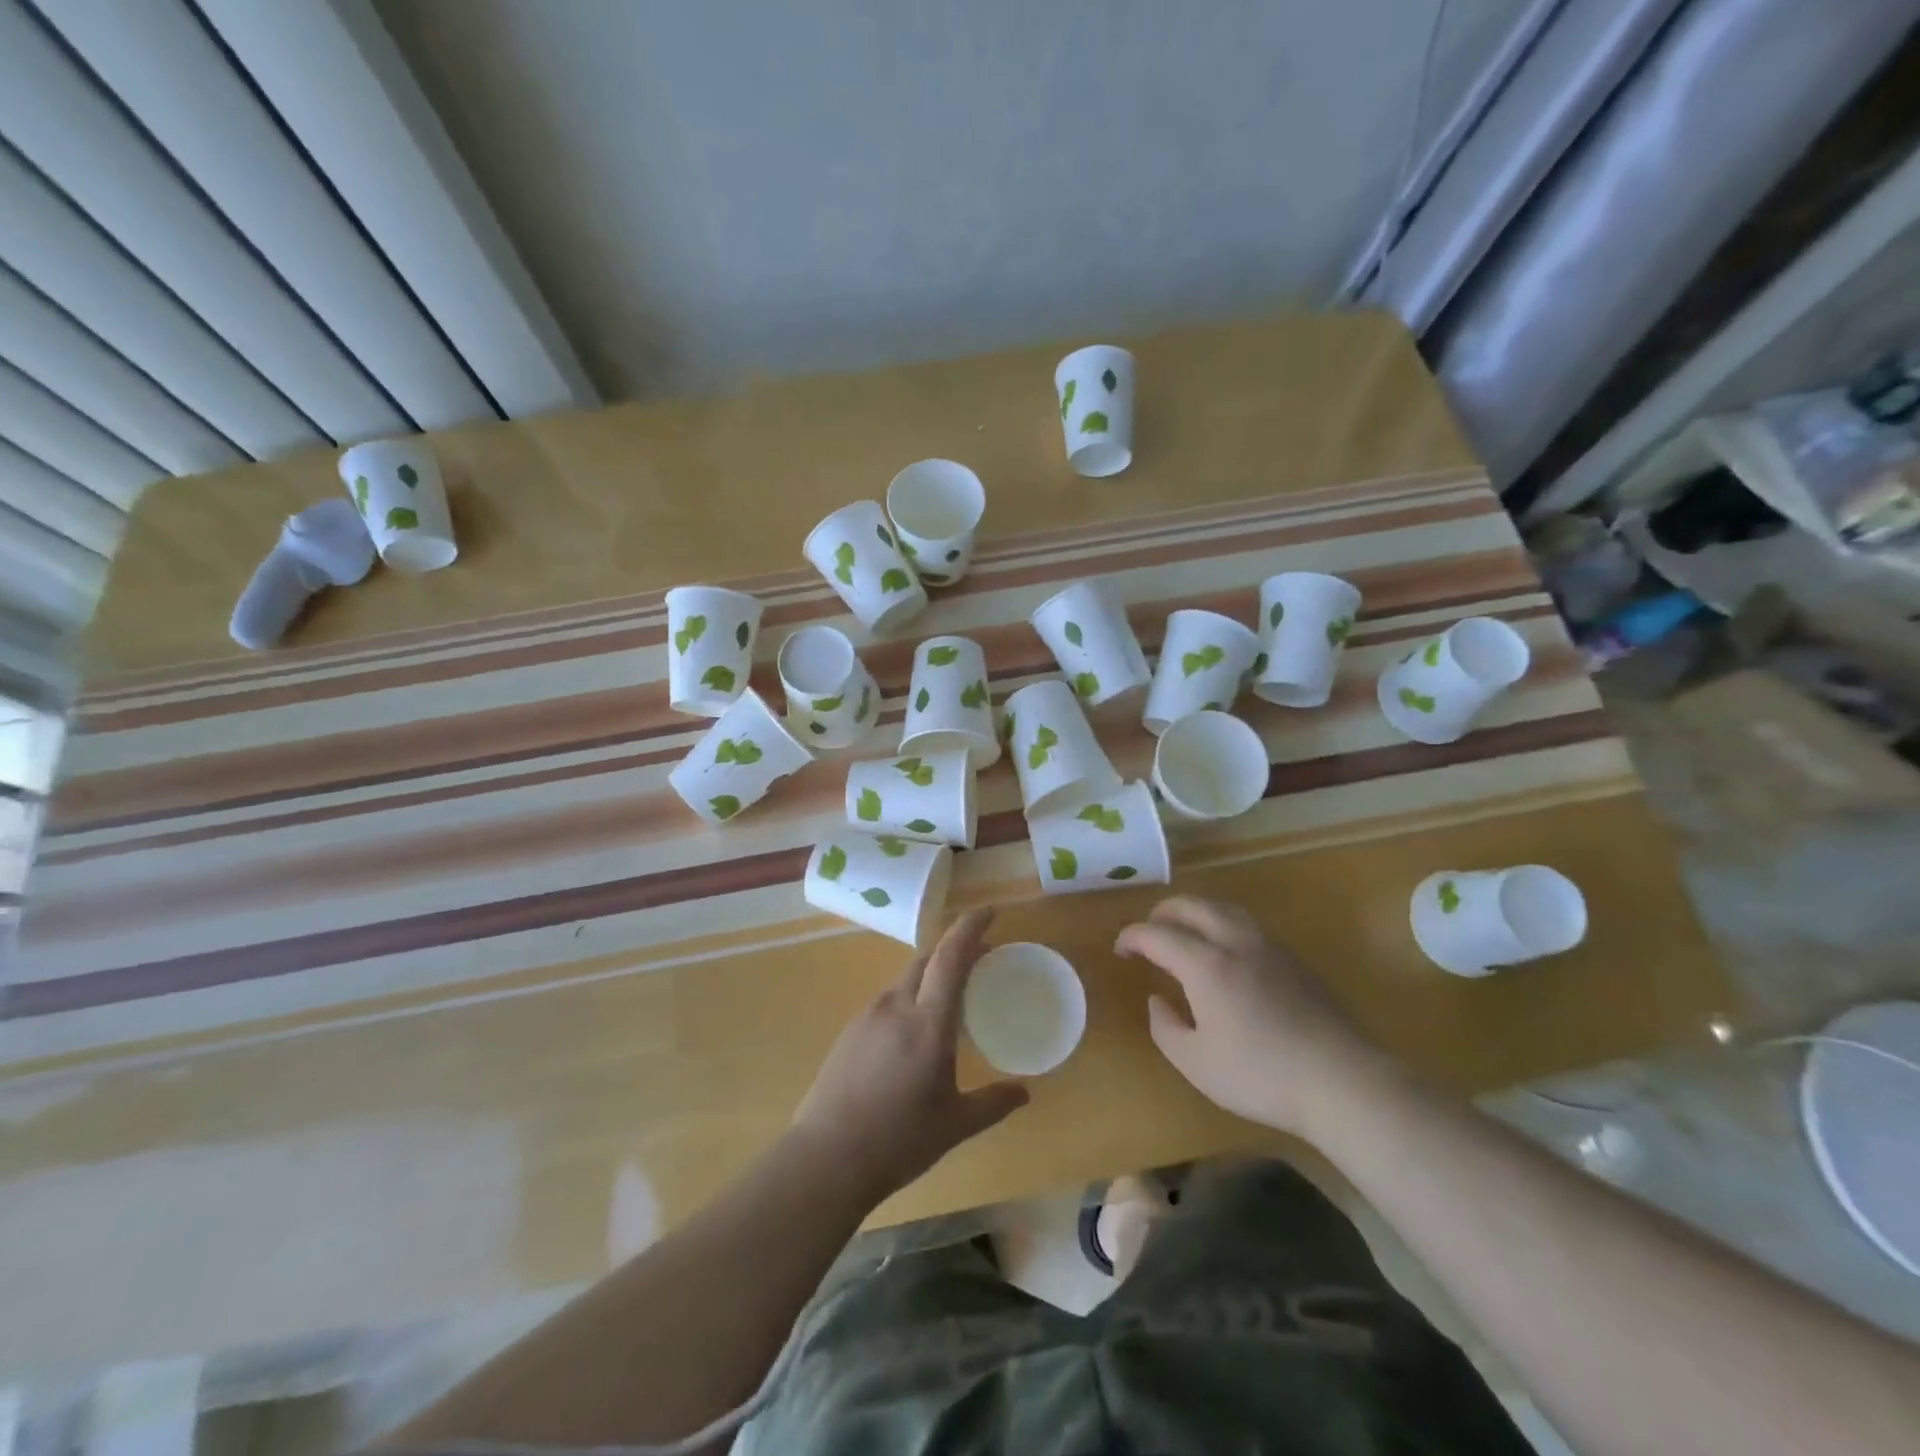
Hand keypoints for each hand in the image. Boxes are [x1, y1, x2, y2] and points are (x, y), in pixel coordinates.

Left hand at [792, 909, 1028, 1203]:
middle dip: (954, 949)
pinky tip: (914, 1032)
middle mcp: (896, 1006)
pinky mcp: (850, 1030)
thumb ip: (992, 1103)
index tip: (990, 912)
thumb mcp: (954, 1125)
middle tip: (980, 960)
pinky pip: (888, 1000)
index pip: (951, 957)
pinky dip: (910, 998)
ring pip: (906, 978)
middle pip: (927, 958)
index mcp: (927, 1022)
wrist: (825, 1158)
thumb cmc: (898, 1140)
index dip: (971, 927)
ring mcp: (868, 1015)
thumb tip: (1024, 1094)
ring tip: (950, 1000)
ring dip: (931, 975)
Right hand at [1116, 896, 1381, 1135]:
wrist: (1342, 1081)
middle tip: (1148, 934)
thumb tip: (1158, 1000)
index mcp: (1206, 964)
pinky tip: (1224, 951)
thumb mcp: (1196, 1063)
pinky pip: (1246, 923)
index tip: (1120, 950)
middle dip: (1161, 914)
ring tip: (1183, 934)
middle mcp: (1235, 942)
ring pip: (1222, 907)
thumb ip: (1166, 1028)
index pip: (1157, 934)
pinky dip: (1221, 923)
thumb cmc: (1260, 1075)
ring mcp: (1268, 946)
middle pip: (1190, 905)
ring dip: (1194, 913)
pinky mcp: (1293, 958)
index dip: (1132, 937)